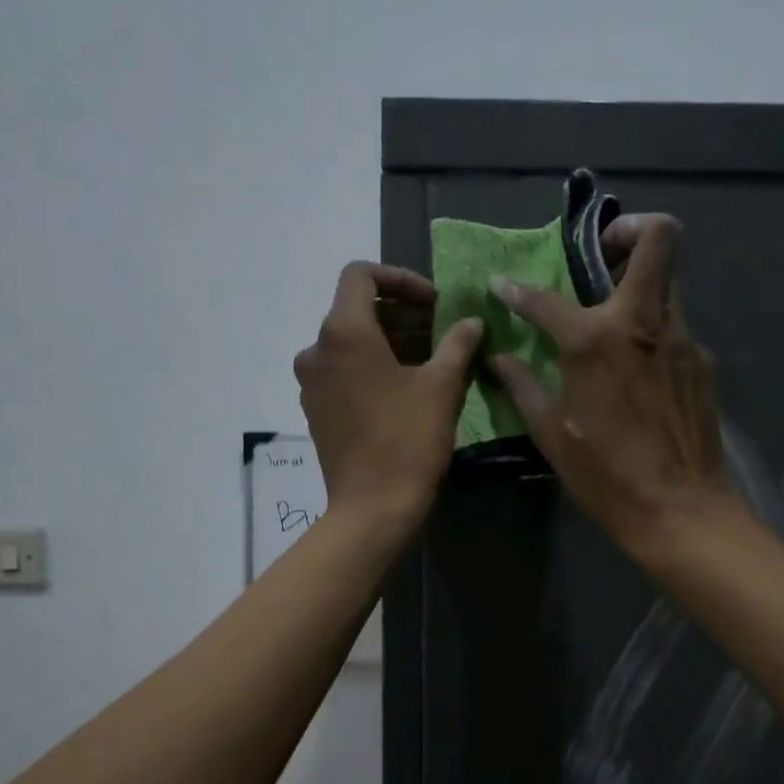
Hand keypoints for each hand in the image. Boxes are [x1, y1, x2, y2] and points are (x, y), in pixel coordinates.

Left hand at [295, 262, 482, 529]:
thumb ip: (458, 343)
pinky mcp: (316, 409)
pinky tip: (407, 388)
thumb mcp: (442, 386)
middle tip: (444, 332)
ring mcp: (311, 382)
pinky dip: (373, 367)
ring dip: (391, 341)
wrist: (372, 508)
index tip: (435, 302)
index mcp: (343, 331)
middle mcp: (317, 349)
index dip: (401, 279)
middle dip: (403, 314)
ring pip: (351, 343)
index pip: (362, 275)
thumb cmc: (408, 441)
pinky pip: (344, 371)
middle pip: (358, 310)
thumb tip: (471, 321)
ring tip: (433, 360)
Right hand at [489, 215, 734, 554]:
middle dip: (630, 229)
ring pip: (670, 283)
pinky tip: (640, 372)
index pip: (547, 298)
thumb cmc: (604, 474)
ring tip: (616, 318)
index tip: (504, 286)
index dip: (517, 290)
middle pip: (659, 239)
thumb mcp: (549, 432)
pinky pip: (676, 329)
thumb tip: (498, 357)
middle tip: (604, 253)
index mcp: (594, 340)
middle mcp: (643, 323)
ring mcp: (682, 340)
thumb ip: (522, 385)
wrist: (679, 509)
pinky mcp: (703, 363)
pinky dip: (653, 334)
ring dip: (643, 283)